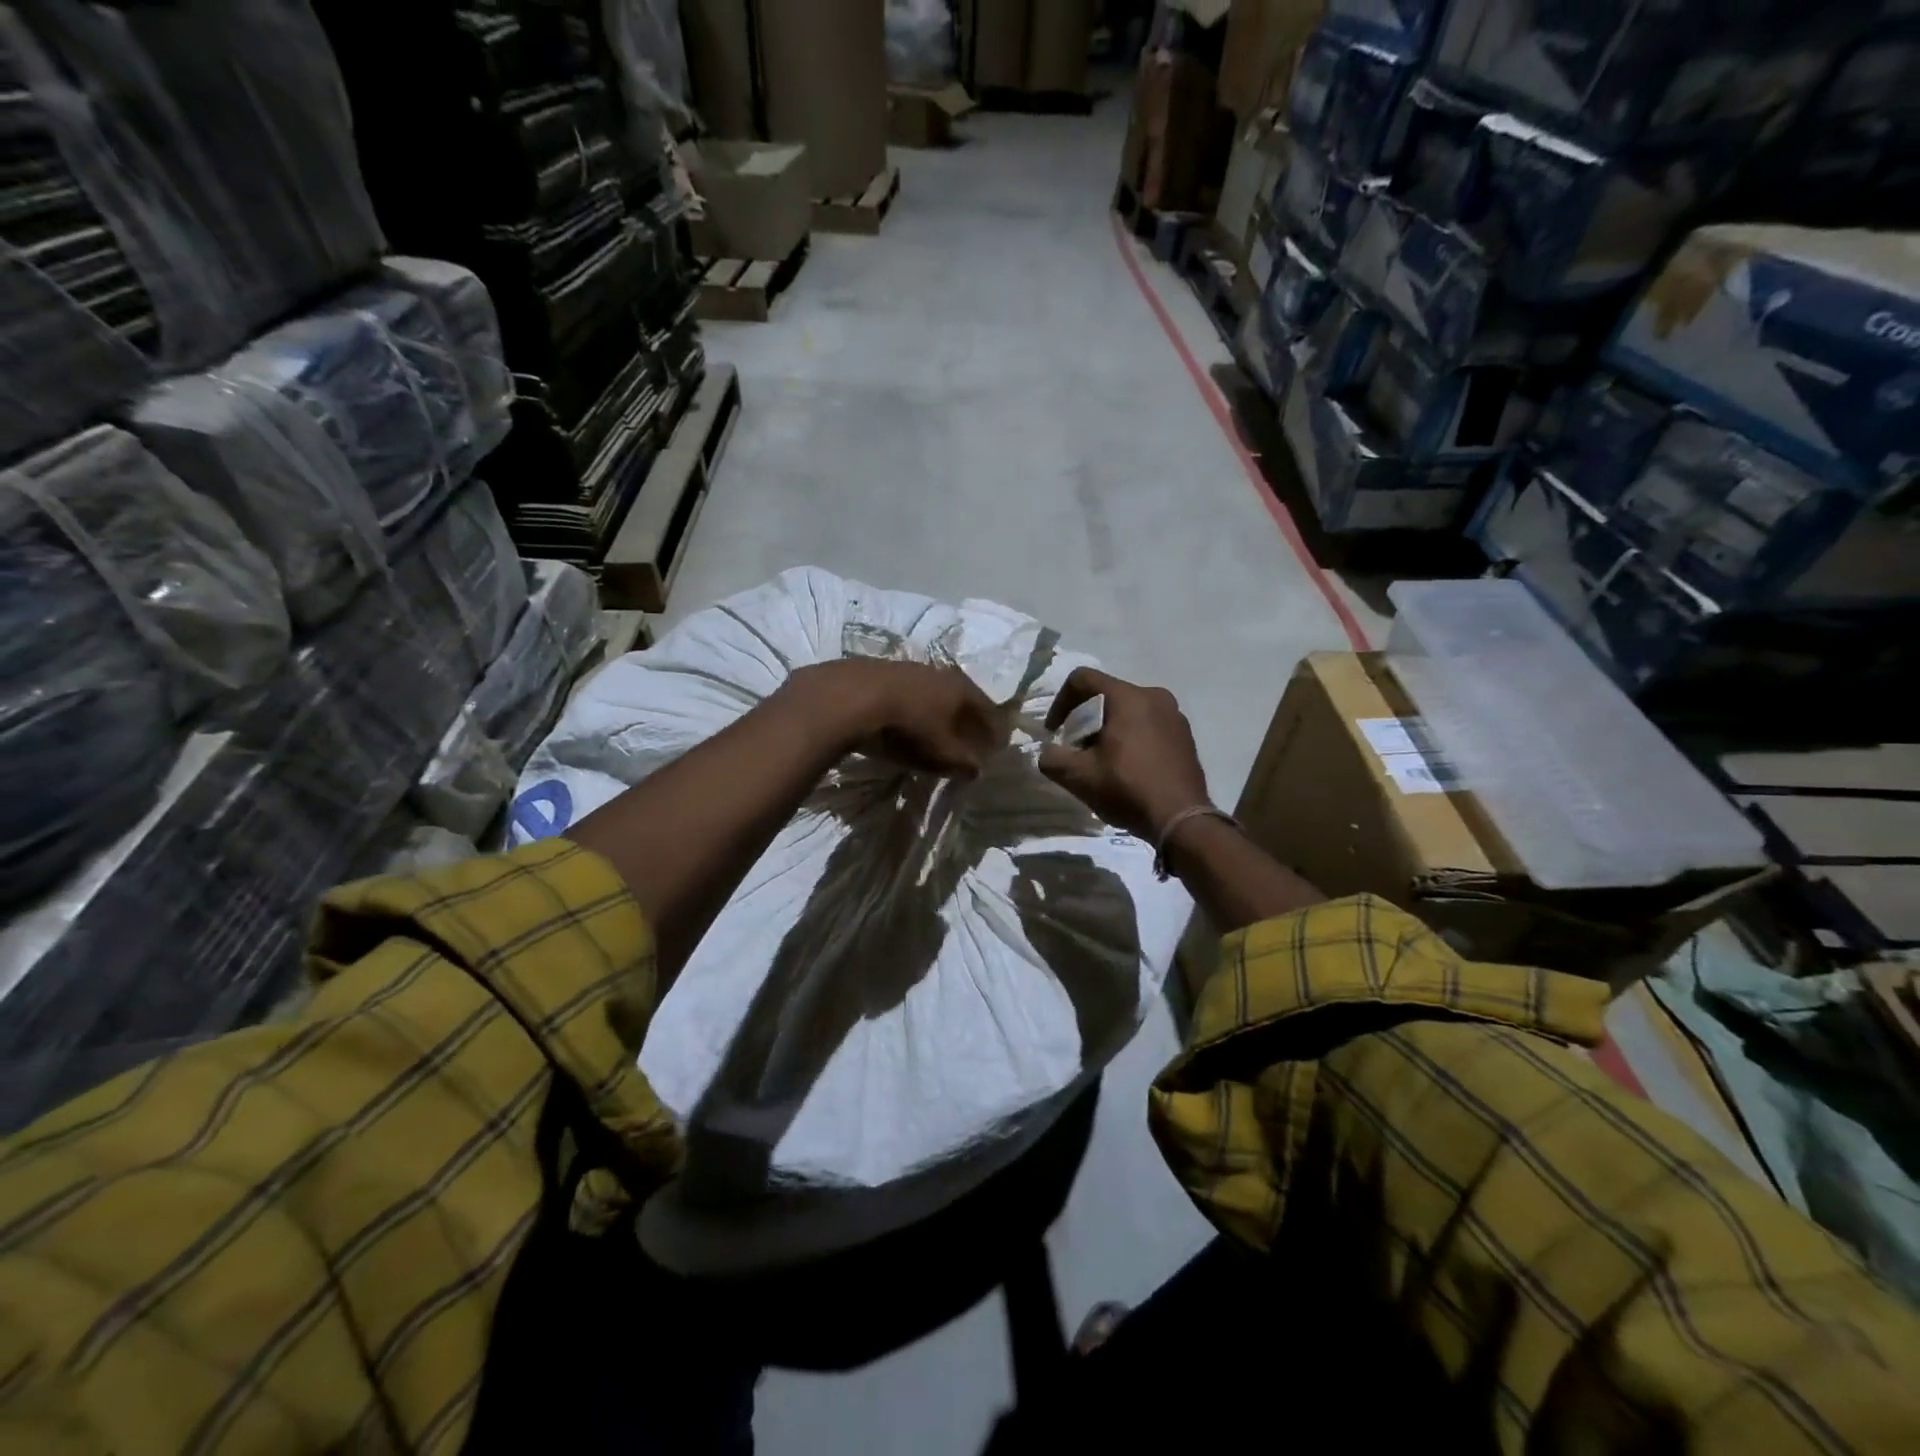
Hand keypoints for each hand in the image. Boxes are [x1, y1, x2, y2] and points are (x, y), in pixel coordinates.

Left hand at [787, 658, 1004, 778]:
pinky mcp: (877, 671)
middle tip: (968, 737)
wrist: (849, 697)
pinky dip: (909, 707)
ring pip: (930, 692)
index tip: (997, 745)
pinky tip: (900, 720)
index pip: (988, 709)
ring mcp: (907, 668)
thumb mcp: (941, 752)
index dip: (994, 729)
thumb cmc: (907, 727)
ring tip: (933, 729)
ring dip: (936, 710)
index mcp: (960, 688)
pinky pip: (904, 693)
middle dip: (966, 717)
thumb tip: (977, 769)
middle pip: (960, 697)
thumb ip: (963, 761)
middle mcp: (938, 672)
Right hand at [1038, 668, 1209, 839]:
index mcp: (1128, 697)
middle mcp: (1154, 696)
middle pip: (1106, 695)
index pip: (1082, 679)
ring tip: (1102, 760)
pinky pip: (1149, 724)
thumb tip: (1048, 753)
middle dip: (1084, 719)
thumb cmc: (1128, 789)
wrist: (1182, 820)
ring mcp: (1175, 715)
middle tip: (1076, 749)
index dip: (1060, 702)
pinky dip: (1132, 737)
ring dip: (1108, 729)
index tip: (1054, 732)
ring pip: (1129, 710)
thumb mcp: (1079, 777)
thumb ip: (1052, 758)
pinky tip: (1128, 767)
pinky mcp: (1185, 735)